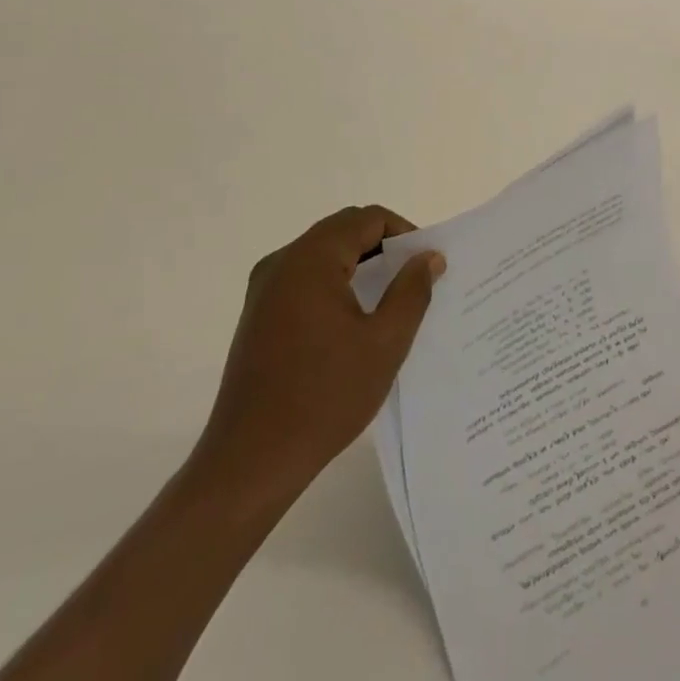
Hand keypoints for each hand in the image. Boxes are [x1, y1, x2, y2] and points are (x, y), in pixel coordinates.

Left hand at [189, 206, 444, 516]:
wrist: (251, 461)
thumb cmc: (324, 397)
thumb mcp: (385, 343)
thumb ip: (412, 291)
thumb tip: (428, 257)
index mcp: (311, 260)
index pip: (367, 219)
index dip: (404, 233)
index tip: (426, 264)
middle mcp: (282, 262)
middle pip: (343, 230)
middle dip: (383, 246)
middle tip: (415, 277)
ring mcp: (264, 289)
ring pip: (323, 254)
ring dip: (360, 264)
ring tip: (391, 298)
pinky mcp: (258, 315)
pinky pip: (305, 278)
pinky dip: (336, 282)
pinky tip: (355, 319)